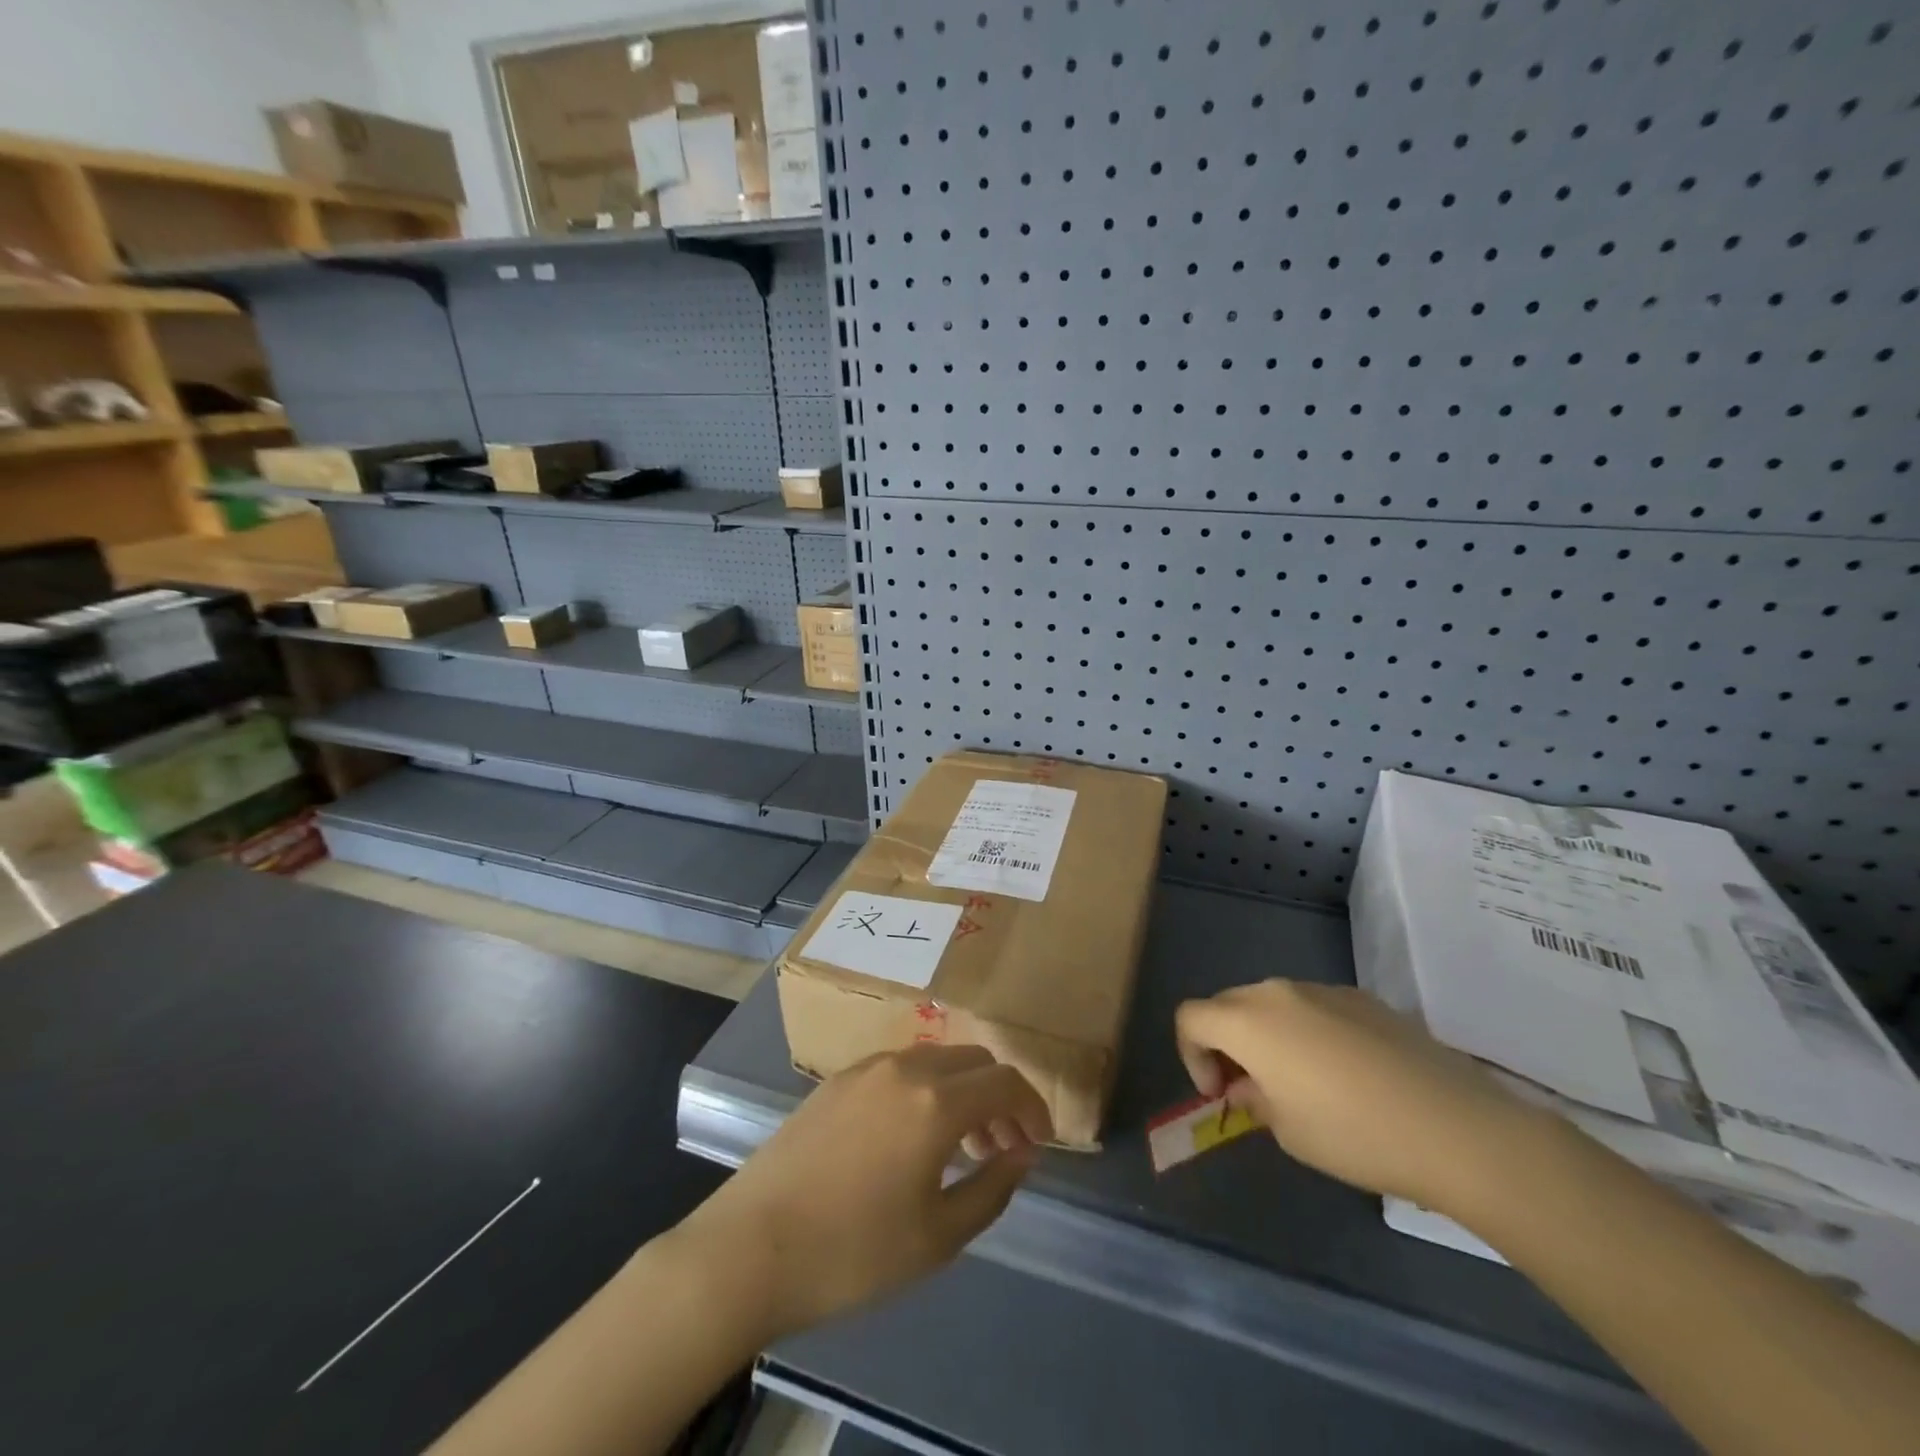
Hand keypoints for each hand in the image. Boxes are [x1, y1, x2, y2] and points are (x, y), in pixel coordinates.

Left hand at [683, 1044, 1051, 1338]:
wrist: (749, 1248)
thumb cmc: (853, 1251)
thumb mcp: (937, 1237)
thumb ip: (991, 1188)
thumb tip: (1021, 1154)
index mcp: (936, 1100)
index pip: (1005, 1081)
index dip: (1033, 1108)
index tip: (1038, 1143)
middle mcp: (905, 1068)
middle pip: (973, 1060)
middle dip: (999, 1097)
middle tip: (1001, 1147)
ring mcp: (866, 1069)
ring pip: (935, 1061)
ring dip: (961, 1091)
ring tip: (960, 1146)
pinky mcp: (835, 1081)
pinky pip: (899, 1070)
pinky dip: (925, 1091)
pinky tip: (910, 1138)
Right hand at [1175, 980, 1541, 1211]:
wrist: (1458, 1128)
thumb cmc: (1355, 1134)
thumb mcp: (1287, 1131)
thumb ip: (1254, 1098)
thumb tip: (1250, 1086)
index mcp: (1248, 1020)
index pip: (1190, 1018)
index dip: (1191, 1055)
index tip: (1220, 1094)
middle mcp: (1278, 991)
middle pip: (1229, 1004)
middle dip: (1227, 1043)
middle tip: (1251, 1089)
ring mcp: (1324, 989)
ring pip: (1274, 1003)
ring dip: (1268, 1036)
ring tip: (1301, 1083)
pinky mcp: (1364, 998)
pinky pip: (1316, 1007)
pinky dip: (1309, 1032)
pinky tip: (1346, 1075)